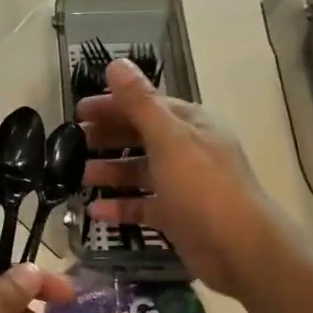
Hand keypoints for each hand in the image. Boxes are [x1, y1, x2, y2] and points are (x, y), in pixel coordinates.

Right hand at [78, 59, 285, 299]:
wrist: (239, 249)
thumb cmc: (202, 186)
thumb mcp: (168, 138)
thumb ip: (139, 102)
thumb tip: (116, 63)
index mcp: (190, 124)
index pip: (146, 105)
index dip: (113, 105)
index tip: (79, 112)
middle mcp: (188, 150)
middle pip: (141, 137)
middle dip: (109, 137)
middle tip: (73, 142)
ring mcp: (183, 185)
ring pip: (140, 172)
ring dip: (110, 171)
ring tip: (80, 176)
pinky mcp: (177, 217)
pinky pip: (143, 206)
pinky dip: (120, 207)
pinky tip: (94, 211)